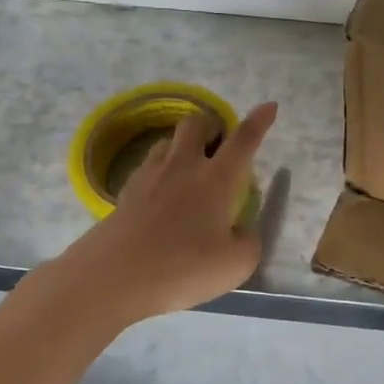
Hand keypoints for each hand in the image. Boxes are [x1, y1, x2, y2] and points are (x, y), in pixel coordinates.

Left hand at [47, 102, 278, 327]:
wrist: (113, 277)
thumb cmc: (184, 266)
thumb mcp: (236, 264)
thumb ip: (247, 242)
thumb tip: (240, 231)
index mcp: (216, 180)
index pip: (242, 141)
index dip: (258, 122)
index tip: (269, 106)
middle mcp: (183, 168)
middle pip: (195, 125)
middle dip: (210, 125)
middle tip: (219, 143)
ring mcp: (149, 177)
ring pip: (167, 142)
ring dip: (182, 146)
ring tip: (189, 167)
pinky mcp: (125, 194)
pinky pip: (147, 168)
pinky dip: (160, 171)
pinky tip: (162, 194)